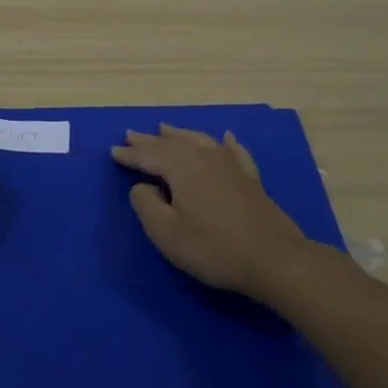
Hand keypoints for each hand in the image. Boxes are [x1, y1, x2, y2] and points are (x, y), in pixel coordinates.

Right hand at [110, 124, 314, 296]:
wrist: (273, 259)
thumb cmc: (214, 248)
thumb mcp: (167, 233)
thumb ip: (146, 205)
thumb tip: (141, 186)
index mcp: (183, 167)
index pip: (149, 155)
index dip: (130, 154)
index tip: (113, 150)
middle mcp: (206, 157)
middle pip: (173, 143)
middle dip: (150, 140)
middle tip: (131, 134)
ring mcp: (231, 165)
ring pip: (200, 141)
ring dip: (180, 134)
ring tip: (165, 128)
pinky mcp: (250, 179)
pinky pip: (234, 152)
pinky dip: (225, 143)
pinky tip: (226, 138)